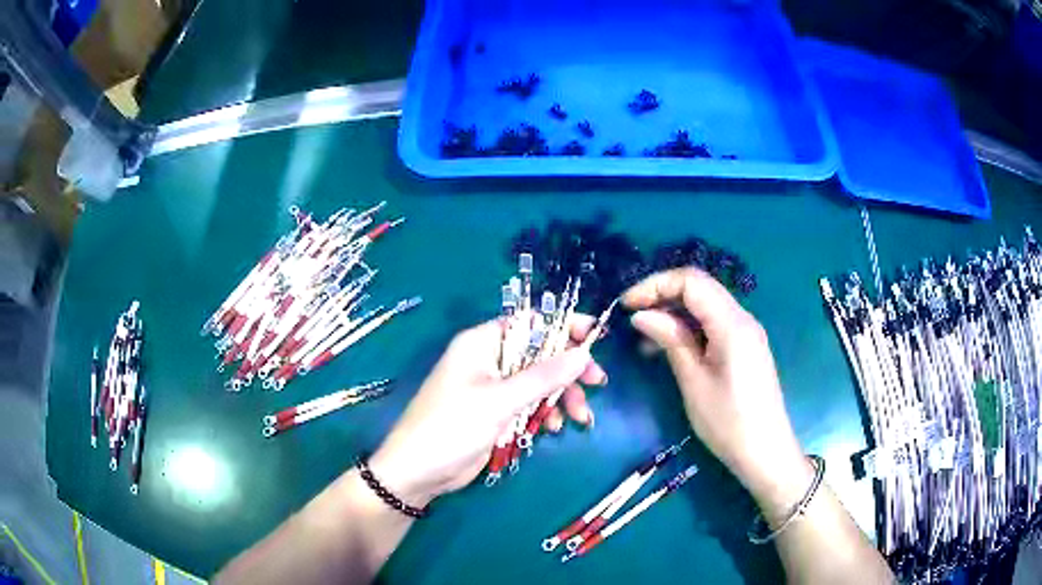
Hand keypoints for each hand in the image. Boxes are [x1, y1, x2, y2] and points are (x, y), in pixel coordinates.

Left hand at [368, 318, 606, 506]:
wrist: (418, 471)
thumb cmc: (452, 426)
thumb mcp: (500, 400)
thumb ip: (543, 376)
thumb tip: (583, 353)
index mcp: (482, 343)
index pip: (530, 323)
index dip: (563, 327)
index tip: (595, 338)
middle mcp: (488, 360)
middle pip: (539, 354)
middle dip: (568, 371)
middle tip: (598, 383)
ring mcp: (492, 389)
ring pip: (538, 383)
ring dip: (561, 398)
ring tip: (580, 419)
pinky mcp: (495, 414)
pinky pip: (528, 405)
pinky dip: (544, 414)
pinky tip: (555, 428)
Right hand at [622, 268, 806, 503]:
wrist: (765, 452)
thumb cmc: (728, 421)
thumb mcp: (694, 382)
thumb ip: (671, 340)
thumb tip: (641, 315)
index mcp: (732, 323)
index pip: (691, 281)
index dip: (655, 285)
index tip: (626, 305)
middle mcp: (742, 318)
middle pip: (699, 288)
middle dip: (662, 295)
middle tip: (631, 317)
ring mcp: (746, 332)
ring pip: (705, 305)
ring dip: (674, 312)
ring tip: (644, 336)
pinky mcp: (744, 347)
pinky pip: (713, 324)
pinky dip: (689, 327)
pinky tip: (668, 347)